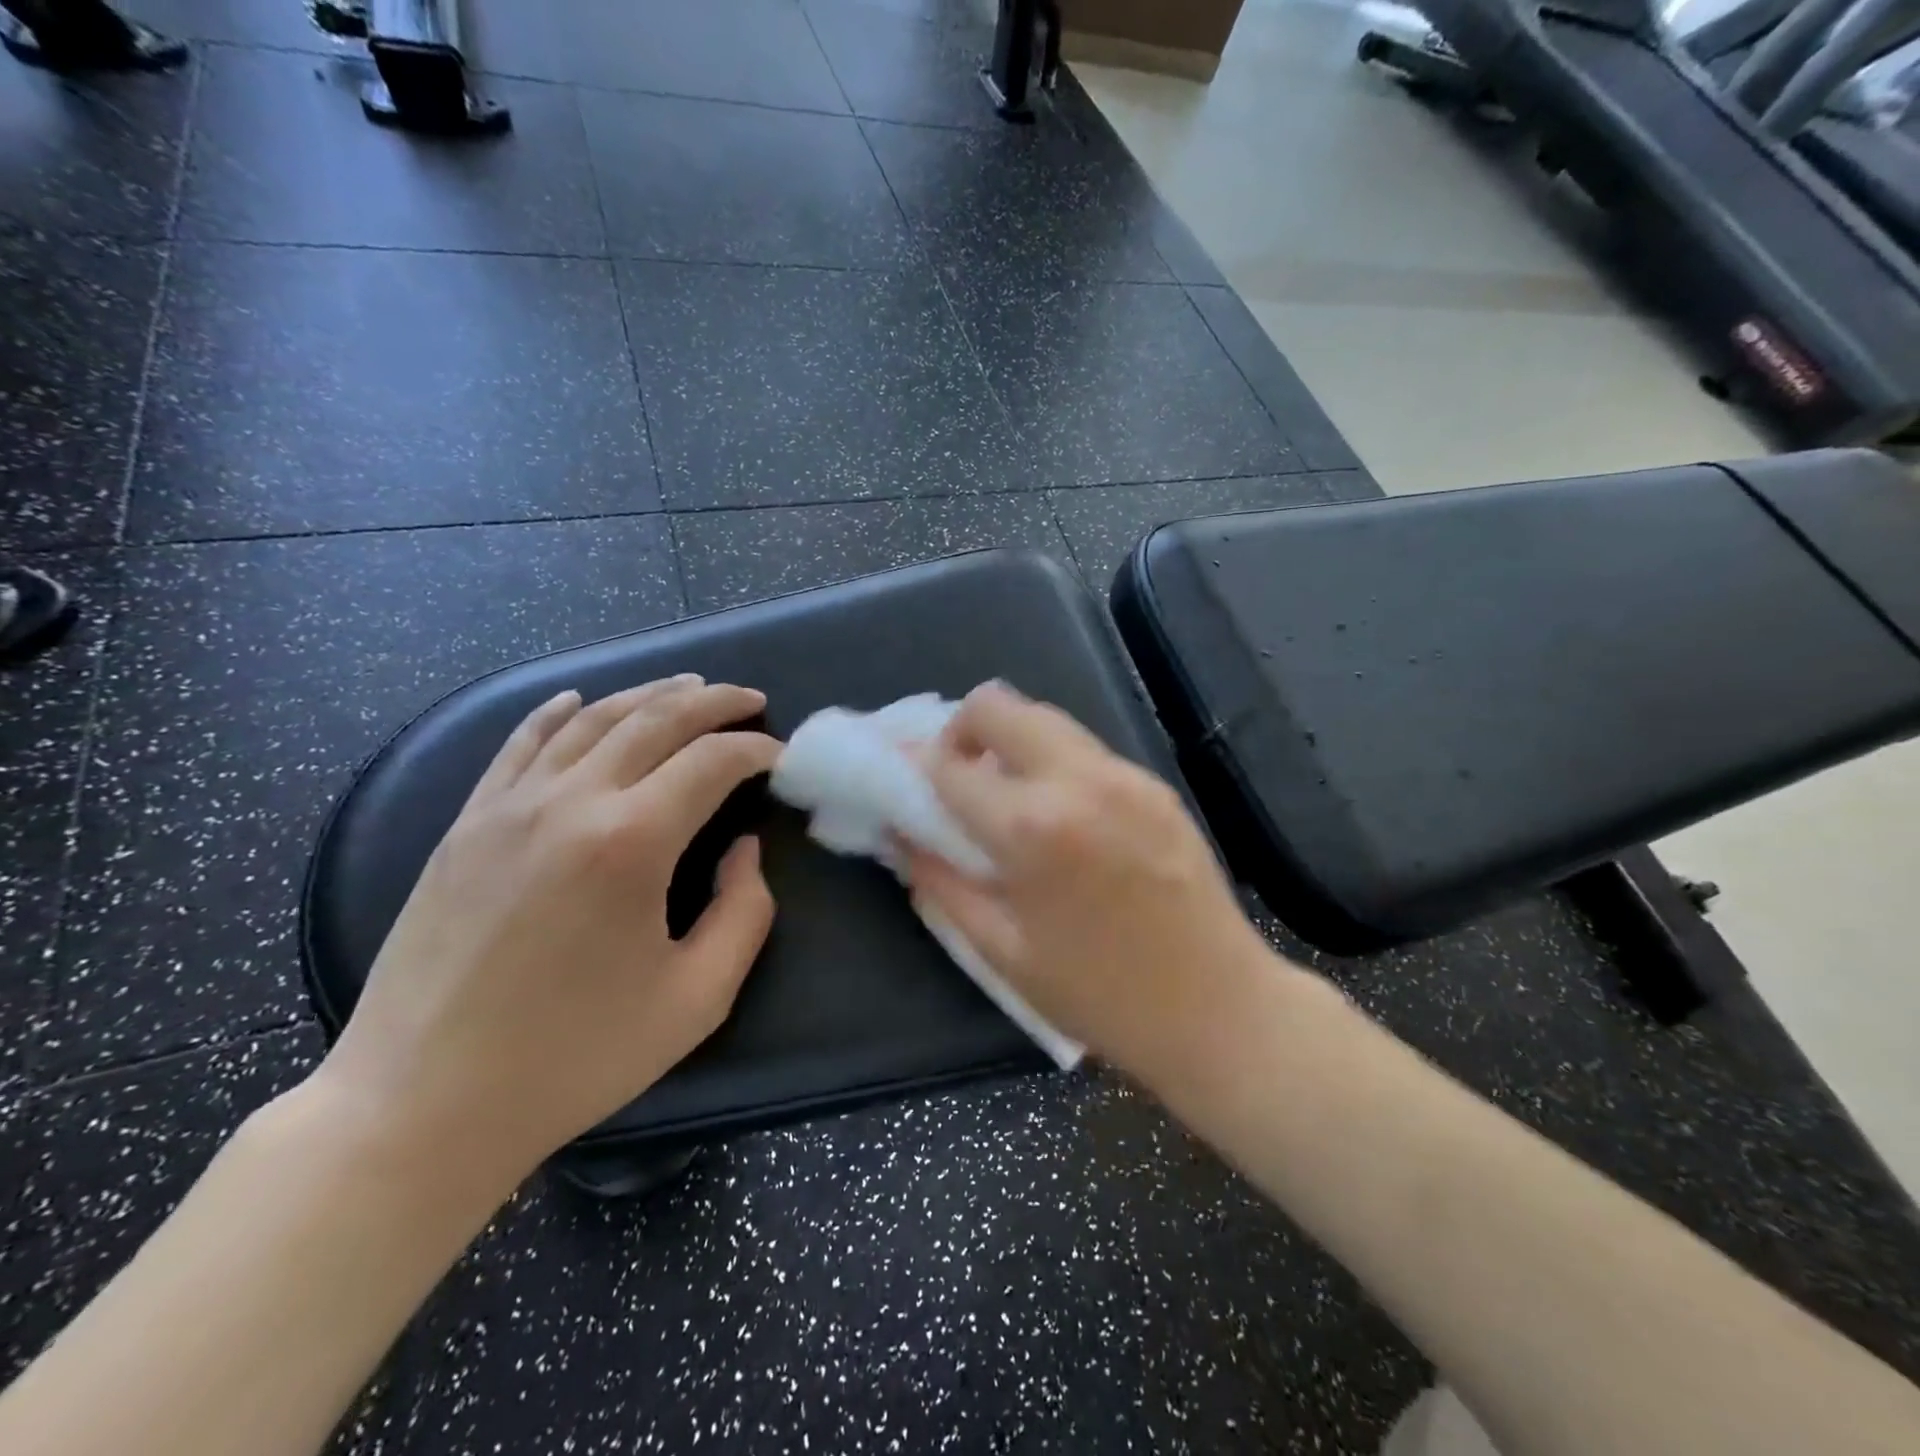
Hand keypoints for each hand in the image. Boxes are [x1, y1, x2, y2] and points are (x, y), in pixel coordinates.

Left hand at [317, 676, 779, 1190]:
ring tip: (689, 688)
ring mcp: (508, 806)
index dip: (757, 750)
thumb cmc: (575, 1057)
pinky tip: (579, 700)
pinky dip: (558, 712)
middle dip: (713, 702)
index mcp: (631, 842)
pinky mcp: (467, 824)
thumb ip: (745, 912)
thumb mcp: (696, 998)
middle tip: (751, 699)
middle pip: (655, 720)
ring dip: (648, 695)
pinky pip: (519, 743)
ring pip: (591, 719)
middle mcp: (571, 802)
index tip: (782, 757)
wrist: (421, 1104)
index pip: (712, 762)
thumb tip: (744, 849)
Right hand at [906, 682, 1272, 1087]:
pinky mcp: (1156, 784)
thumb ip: (942, 883)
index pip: (949, 765)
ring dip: (1010, 743)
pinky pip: (1085, 750)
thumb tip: (904, 836)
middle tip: (960, 779)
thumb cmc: (1100, 997)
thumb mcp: (1002, 951)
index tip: (906, 782)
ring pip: (1045, 717)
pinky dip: (1054, 763)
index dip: (916, 768)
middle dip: (962, 730)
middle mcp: (1078, 780)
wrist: (1221, 1011)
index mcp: (1031, 828)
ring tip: (1008, 797)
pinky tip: (1062, 817)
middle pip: (999, 705)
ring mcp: (1125, 775)